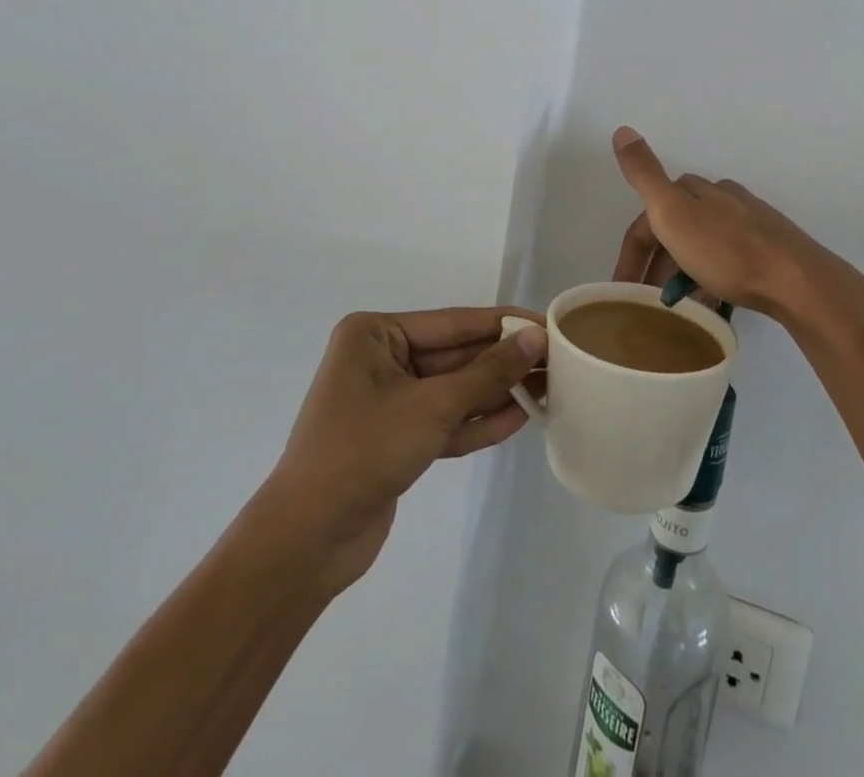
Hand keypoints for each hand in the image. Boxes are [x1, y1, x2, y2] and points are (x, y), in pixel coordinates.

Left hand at [266, 308, 546, 595]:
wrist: (306, 542)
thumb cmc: (364, 451)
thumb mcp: (433, 405)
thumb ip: (488, 372)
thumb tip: (535, 337)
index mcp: (375, 335)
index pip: (454, 322)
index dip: (503, 323)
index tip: (547, 324)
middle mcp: (380, 360)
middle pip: (456, 355)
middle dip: (503, 362)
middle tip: (557, 361)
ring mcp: (388, 401)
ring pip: (454, 389)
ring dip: (496, 392)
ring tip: (549, 388)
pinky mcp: (397, 439)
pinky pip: (444, 421)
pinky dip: (477, 422)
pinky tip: (519, 419)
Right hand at [609, 127, 863, 329]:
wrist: (796, 282)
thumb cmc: (727, 252)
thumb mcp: (673, 212)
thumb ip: (645, 175)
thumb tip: (622, 130)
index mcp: (697, 190)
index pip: (648, 219)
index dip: (631, 253)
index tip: (623, 290)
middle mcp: (723, 199)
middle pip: (676, 230)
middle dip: (657, 264)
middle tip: (649, 300)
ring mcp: (749, 224)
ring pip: (702, 246)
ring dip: (683, 273)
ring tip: (680, 307)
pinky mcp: (769, 250)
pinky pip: (727, 263)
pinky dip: (711, 280)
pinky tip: (714, 302)